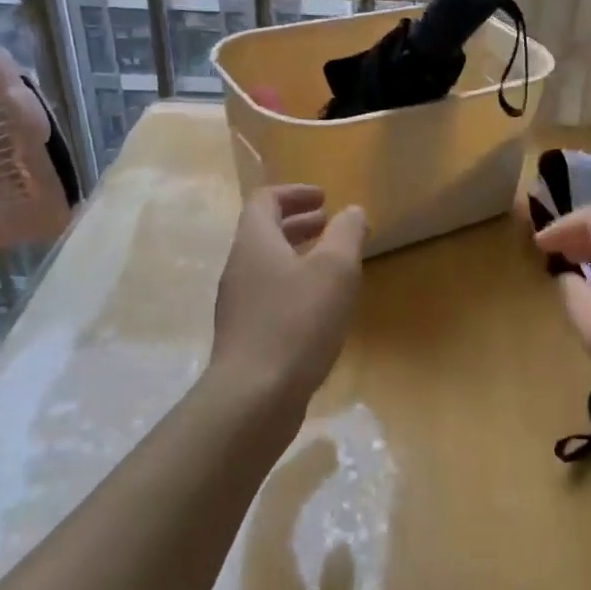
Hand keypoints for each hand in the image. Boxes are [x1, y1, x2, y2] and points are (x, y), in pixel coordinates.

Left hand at [211, 184, 366, 407]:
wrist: (255, 396)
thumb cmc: (298, 322)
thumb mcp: (335, 270)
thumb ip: (346, 234)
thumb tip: (352, 212)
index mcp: (255, 242)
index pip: (265, 200)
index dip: (294, 193)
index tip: (325, 198)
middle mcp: (239, 268)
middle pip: (263, 232)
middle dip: (299, 223)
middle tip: (330, 225)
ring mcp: (238, 305)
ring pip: (267, 266)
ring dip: (298, 256)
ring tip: (331, 265)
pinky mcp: (245, 336)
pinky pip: (269, 296)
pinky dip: (294, 287)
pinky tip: (320, 309)